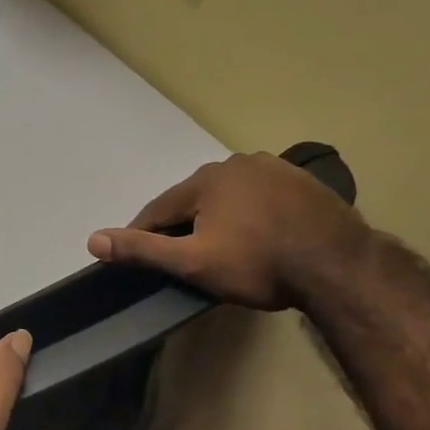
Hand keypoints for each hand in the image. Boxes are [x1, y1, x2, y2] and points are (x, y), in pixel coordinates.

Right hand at [87, 152, 368, 310]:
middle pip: (195, 199)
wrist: (337, 266)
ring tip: (220, 249)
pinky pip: (261, 198)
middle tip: (182, 258)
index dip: (144, 234)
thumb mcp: (192, 262)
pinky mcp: (304, 183)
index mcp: (206, 179)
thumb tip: (92, 239)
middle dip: (183, 225)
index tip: (136, 257)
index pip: (159, 209)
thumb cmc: (257, 264)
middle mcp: (238, 163)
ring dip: (217, 218)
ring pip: (229, 197)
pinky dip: (250, 215)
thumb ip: (142, 249)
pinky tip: (257, 236)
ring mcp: (275, 169)